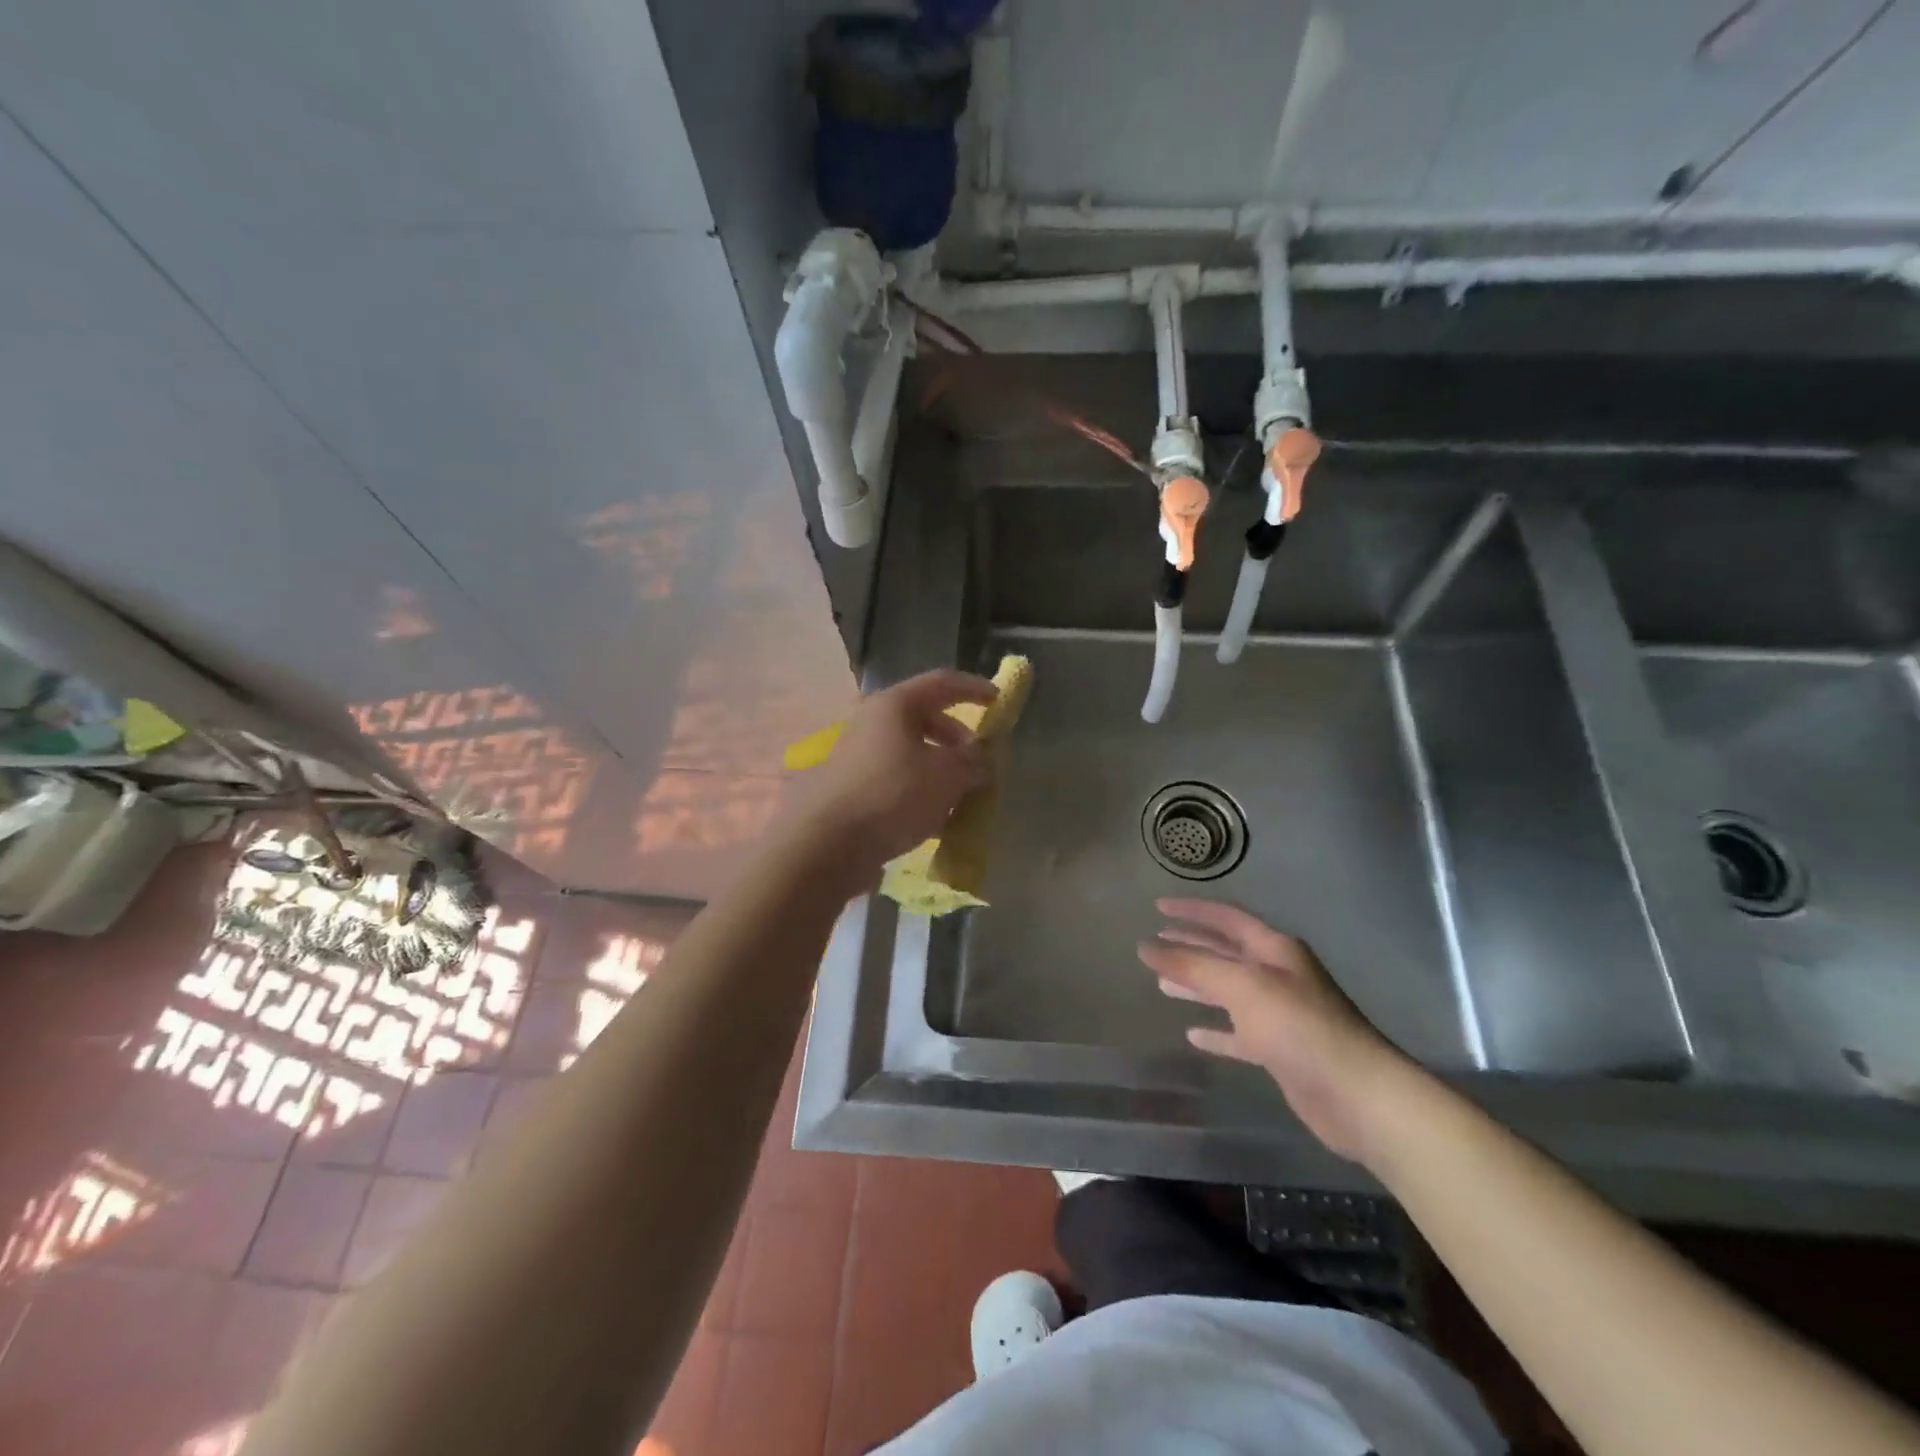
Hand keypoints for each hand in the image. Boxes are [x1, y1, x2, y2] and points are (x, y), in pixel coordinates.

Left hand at [790, 670, 995, 888]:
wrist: (827, 843)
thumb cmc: (893, 795)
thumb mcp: (947, 776)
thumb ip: (973, 762)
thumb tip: (981, 759)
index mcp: (895, 704)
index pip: (943, 682)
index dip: (975, 688)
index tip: (999, 701)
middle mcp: (872, 720)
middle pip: (924, 717)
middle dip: (956, 737)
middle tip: (978, 760)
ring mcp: (857, 752)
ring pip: (909, 750)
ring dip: (939, 766)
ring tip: (960, 794)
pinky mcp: (850, 784)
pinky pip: (894, 776)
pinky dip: (918, 787)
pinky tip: (932, 817)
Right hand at [1139, 899, 1418, 1162]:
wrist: (1358, 1096)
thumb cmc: (1299, 1026)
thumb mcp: (1242, 986)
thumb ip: (1192, 965)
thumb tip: (1145, 947)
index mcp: (1274, 949)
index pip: (1226, 918)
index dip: (1191, 910)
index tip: (1157, 905)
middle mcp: (1278, 976)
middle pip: (1226, 953)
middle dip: (1190, 946)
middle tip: (1154, 944)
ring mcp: (1280, 1014)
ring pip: (1229, 992)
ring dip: (1197, 986)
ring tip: (1162, 985)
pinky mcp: (1280, 1051)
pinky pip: (1239, 1034)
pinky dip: (1216, 1031)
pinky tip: (1193, 1034)